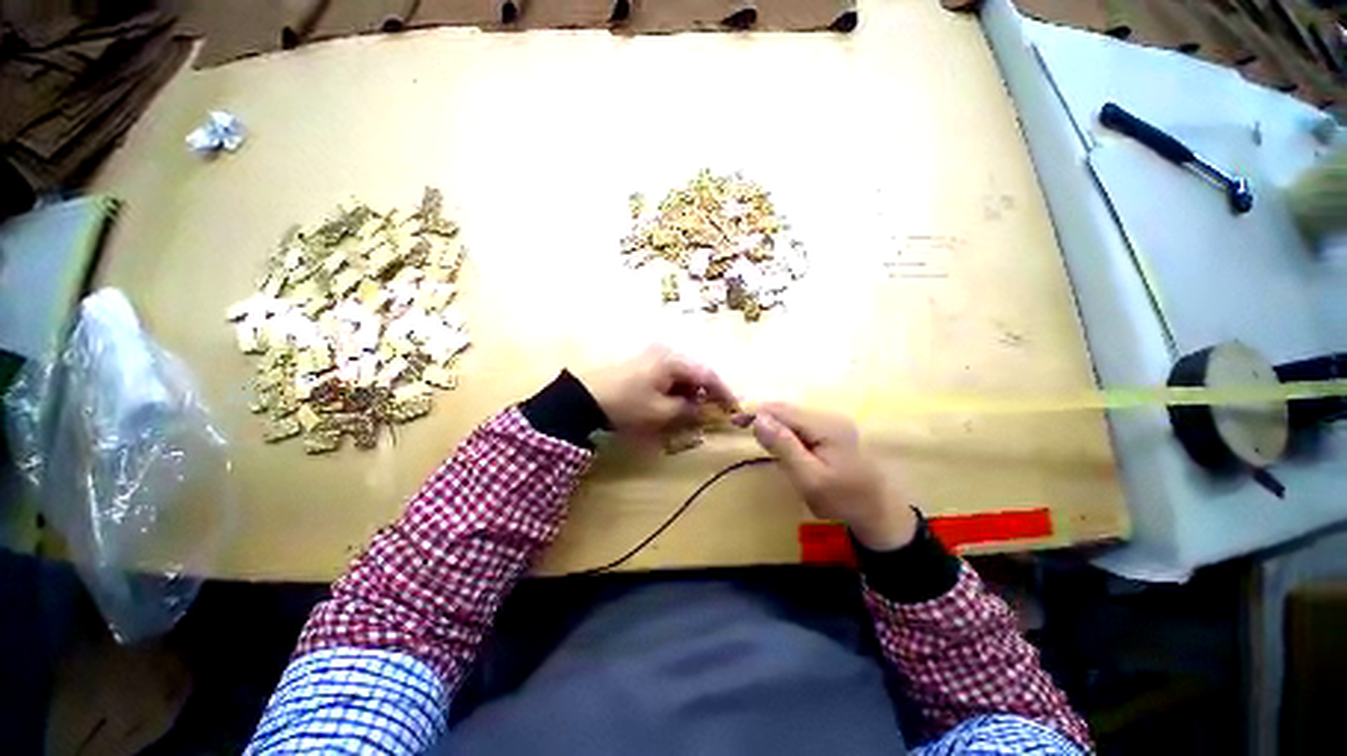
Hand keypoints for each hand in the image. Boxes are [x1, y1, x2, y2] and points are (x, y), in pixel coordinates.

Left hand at [576, 345, 737, 440]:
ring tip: (688, 411)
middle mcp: (665, 351)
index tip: (733, 408)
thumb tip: (705, 410)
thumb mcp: (661, 412)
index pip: (707, 374)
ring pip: (681, 373)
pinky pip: (667, 373)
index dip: (723, 392)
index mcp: (673, 360)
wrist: (583, 398)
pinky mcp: (641, 361)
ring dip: (688, 391)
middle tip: (709, 412)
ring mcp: (651, 354)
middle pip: (694, 372)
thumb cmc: (626, 404)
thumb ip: (688, 410)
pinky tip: (670, 402)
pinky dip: (674, 388)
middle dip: (704, 393)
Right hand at [749, 403, 917, 550]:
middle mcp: (830, 418)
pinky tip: (779, 444)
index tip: (734, 421)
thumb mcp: (809, 478)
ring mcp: (833, 424)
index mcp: (826, 426)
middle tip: (740, 428)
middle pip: (787, 410)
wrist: (879, 515)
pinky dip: (785, 432)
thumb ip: (783, 446)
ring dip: (773, 425)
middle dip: (763, 417)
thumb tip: (758, 418)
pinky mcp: (832, 433)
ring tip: (758, 438)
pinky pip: (801, 426)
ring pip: (793, 417)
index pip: (783, 411)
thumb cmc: (843, 501)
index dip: (757, 412)